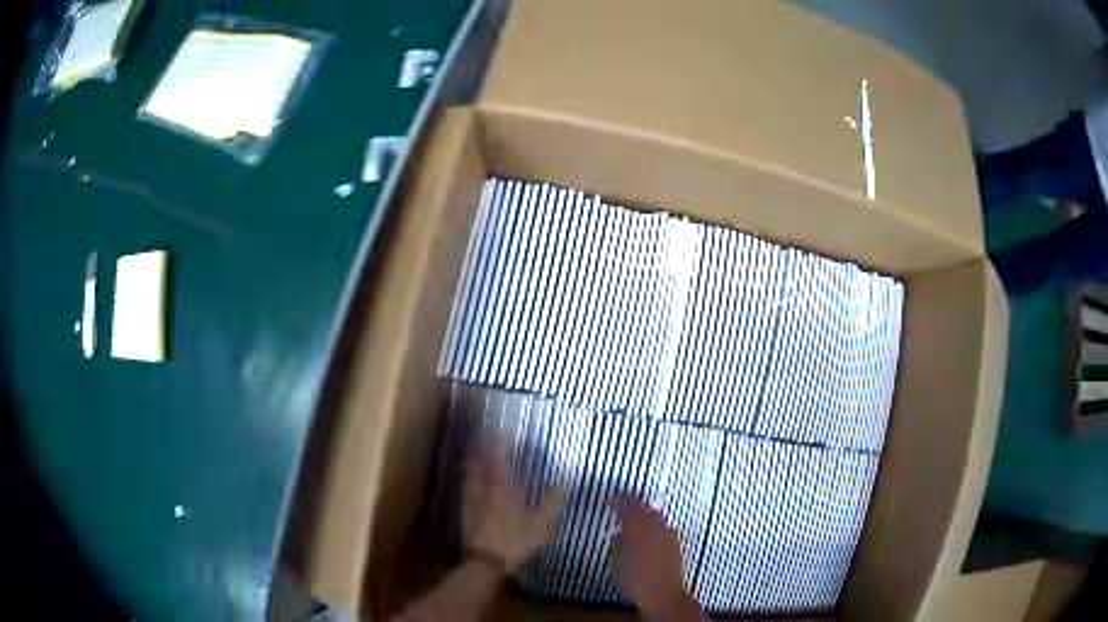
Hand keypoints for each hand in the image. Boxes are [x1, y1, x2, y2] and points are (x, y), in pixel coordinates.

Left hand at [462, 436, 564, 571]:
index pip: (499, 461)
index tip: (501, 431)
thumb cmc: (515, 542)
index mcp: (503, 490)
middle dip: (482, 448)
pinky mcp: (466, 515)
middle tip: (483, 435)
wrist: (486, 562)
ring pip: (471, 476)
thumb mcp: (541, 526)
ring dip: (472, 462)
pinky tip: (468, 482)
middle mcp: (485, 492)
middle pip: (481, 465)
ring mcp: (473, 503)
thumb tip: (561, 486)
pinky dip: (467, 481)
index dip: (499, 445)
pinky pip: (465, 492)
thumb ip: (551, 505)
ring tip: (473, 452)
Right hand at [611, 495, 703, 621]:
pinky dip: (657, 526)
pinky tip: (653, 534)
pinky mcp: (675, 542)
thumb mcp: (616, 563)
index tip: (614, 498)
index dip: (620, 500)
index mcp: (635, 531)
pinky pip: (665, 527)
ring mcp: (667, 534)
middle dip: (635, 505)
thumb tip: (621, 535)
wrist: (661, 593)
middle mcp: (653, 528)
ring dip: (647, 515)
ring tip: (639, 520)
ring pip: (657, 516)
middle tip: (626, 505)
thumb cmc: (634, 580)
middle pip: (644, 508)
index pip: (627, 507)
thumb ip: (618, 544)